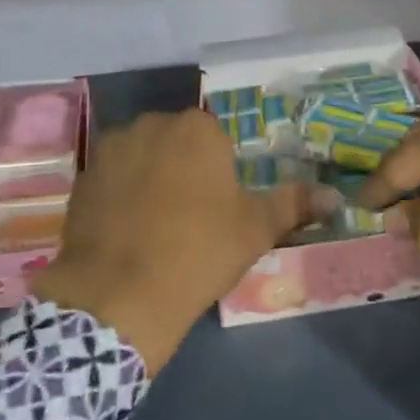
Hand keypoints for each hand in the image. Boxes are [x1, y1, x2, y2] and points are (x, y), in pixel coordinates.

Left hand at [31, 110, 322, 372]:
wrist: (119, 295)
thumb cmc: (199, 252)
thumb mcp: (255, 229)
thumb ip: (294, 204)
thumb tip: (336, 196)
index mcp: (196, 128)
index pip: (215, 138)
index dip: (219, 172)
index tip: (218, 206)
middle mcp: (151, 124)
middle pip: (176, 142)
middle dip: (183, 169)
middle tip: (190, 217)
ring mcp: (111, 148)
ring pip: (142, 157)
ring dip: (149, 178)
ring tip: (153, 226)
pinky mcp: (83, 177)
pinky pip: (112, 177)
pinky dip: (120, 195)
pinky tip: (125, 232)